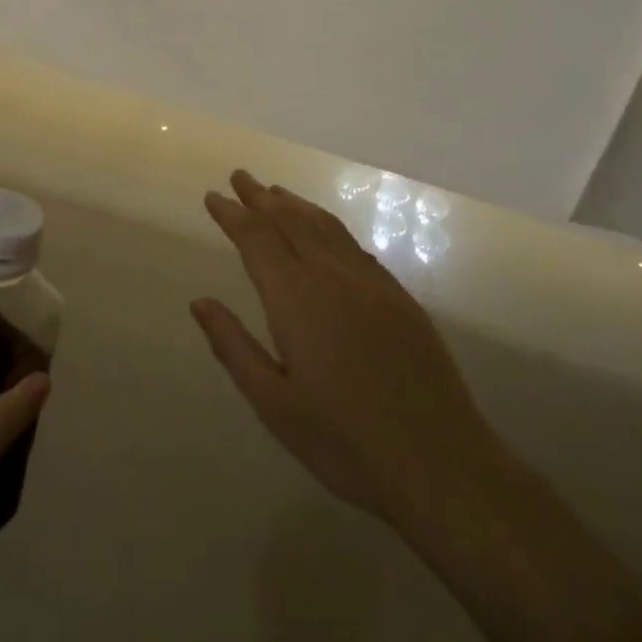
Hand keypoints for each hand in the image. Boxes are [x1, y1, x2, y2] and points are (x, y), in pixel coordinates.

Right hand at [192, 170, 499, 537]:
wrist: (440, 464)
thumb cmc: (344, 442)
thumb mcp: (273, 404)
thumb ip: (233, 346)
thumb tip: (200, 302)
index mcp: (296, 298)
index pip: (257, 238)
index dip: (232, 214)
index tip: (213, 196)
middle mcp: (333, 276)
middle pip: (292, 220)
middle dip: (262, 197)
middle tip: (240, 177)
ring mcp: (372, 283)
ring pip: (326, 227)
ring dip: (296, 205)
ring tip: (276, 192)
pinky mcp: (400, 298)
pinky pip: (355, 245)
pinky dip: (329, 226)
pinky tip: (325, 232)